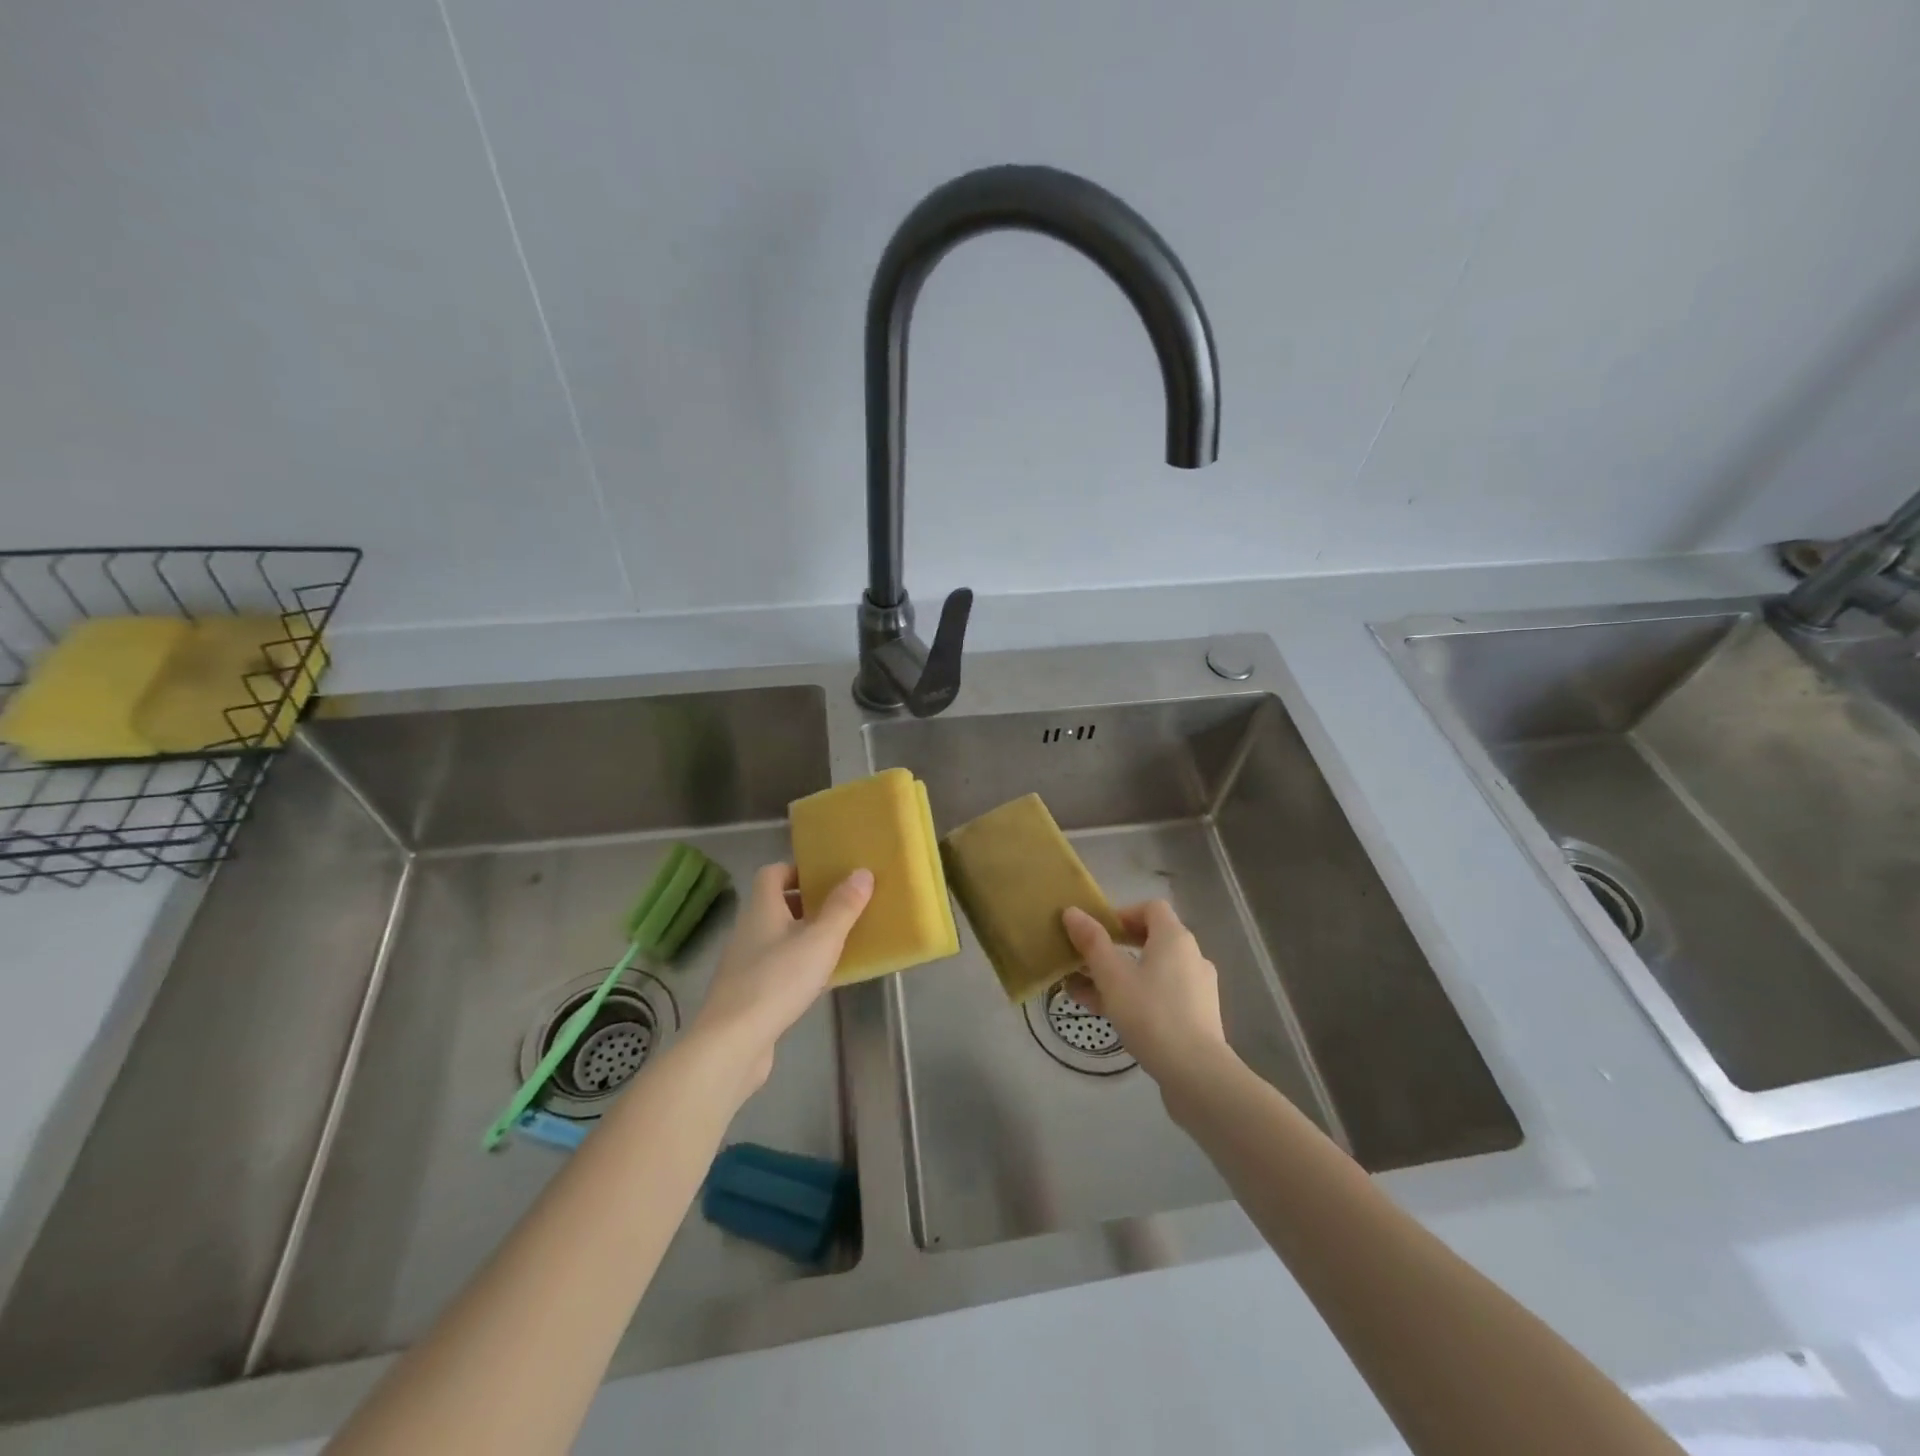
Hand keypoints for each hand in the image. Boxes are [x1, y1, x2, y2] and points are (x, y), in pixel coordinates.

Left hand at [691, 863, 871, 1088]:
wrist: (732, 1043)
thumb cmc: (778, 980)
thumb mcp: (820, 940)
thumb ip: (843, 907)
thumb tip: (861, 872)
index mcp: (762, 909)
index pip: (772, 874)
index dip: (796, 870)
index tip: (824, 878)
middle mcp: (748, 931)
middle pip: (775, 906)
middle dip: (807, 905)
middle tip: (839, 909)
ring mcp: (744, 965)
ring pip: (777, 939)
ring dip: (803, 938)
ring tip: (836, 945)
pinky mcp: (746, 995)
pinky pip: (776, 969)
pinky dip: (796, 968)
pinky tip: (818, 983)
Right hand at [1062, 900, 1228, 1084]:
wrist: (1197, 1074)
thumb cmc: (1151, 1014)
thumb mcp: (1112, 976)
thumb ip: (1092, 942)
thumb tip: (1072, 911)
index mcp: (1175, 938)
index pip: (1151, 908)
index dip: (1123, 914)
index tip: (1098, 933)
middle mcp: (1192, 956)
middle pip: (1151, 940)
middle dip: (1115, 949)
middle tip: (1086, 963)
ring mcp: (1198, 988)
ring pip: (1153, 971)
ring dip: (1119, 977)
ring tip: (1085, 995)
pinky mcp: (1198, 1016)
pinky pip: (1162, 995)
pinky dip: (1137, 997)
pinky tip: (1110, 1017)